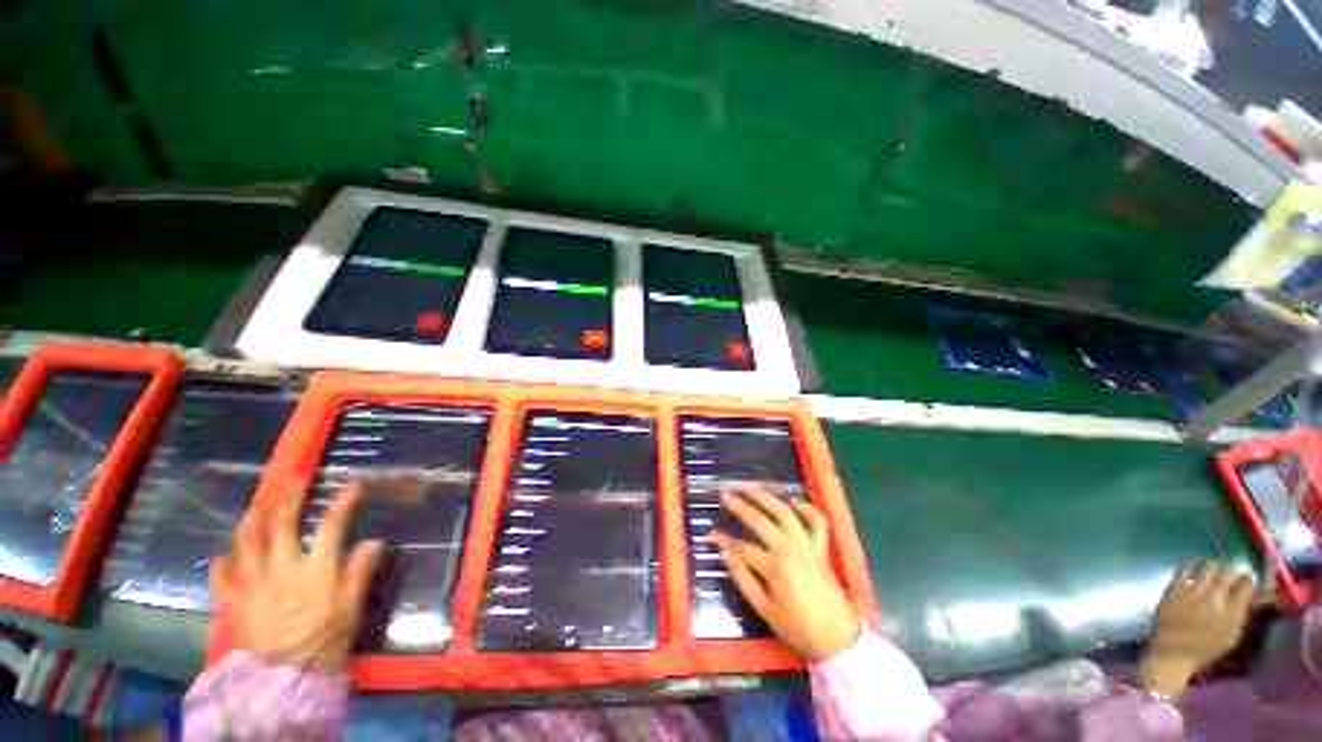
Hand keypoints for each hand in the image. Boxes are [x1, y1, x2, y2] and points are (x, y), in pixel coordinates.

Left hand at [209, 478, 382, 672]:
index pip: (331, 527)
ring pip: (245, 542)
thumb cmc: (324, 639)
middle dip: (289, 498)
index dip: (342, 503)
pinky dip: (222, 561)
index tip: (352, 485)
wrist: (282, 676)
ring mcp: (252, 582)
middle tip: (293, 479)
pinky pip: (222, 575)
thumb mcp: (350, 608)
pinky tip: (225, 553)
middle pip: (281, 525)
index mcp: (315, 570)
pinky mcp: (234, 599)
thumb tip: (373, 542)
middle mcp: (281, 568)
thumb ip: (359, 573)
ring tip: (257, 504)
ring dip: (251, 518)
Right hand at [715, 487, 859, 660]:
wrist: (839, 638)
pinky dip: (806, 508)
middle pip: (760, 520)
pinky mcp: (821, 547)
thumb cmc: (798, 627)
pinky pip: (816, 521)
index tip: (712, 533)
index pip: (742, 547)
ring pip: (784, 512)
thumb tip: (725, 554)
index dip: (725, 540)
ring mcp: (807, 545)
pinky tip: (792, 499)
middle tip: (725, 493)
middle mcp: (789, 548)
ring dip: (766, 497)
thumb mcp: (764, 610)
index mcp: (774, 567)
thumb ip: (743, 579)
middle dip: (740, 506)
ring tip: (750, 486)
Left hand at [1136, 562, 1256, 700]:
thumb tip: (1251, 597)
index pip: (1247, 583)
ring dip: (1210, 566)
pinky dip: (1191, 567)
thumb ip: (1242, 614)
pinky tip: (1193, 569)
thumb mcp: (1233, 636)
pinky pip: (1184, 570)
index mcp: (1232, 610)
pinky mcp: (1173, 589)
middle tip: (1226, 574)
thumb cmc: (1205, 651)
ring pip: (1206, 566)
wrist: (1172, 655)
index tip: (1247, 580)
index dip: (1248, 579)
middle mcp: (1214, 596)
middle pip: (1225, 570)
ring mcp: (1192, 590)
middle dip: (1228, 570)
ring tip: (1211, 570)